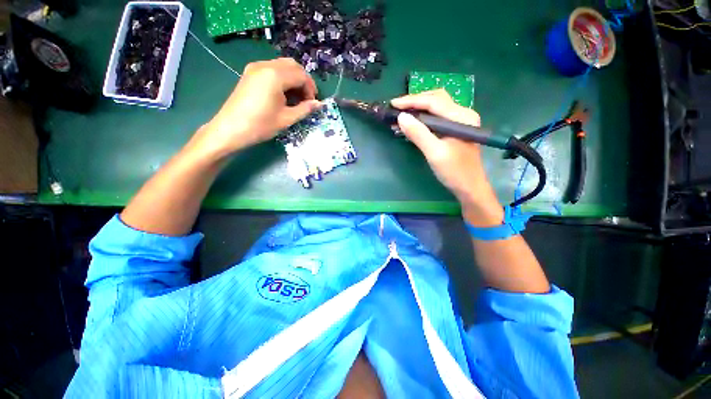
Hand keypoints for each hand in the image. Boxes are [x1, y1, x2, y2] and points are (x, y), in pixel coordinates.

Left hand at [194, 58, 322, 158]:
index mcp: (275, 76)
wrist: (230, 129)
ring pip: (282, 66)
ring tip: (296, 98)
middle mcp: (265, 65)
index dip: (310, 89)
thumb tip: (319, 104)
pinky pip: (272, 69)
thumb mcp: (287, 118)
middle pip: (292, 65)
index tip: (312, 103)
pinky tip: (283, 94)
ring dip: (293, 79)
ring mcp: (255, 67)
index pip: (301, 75)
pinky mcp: (250, 73)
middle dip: (303, 81)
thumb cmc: (261, 125)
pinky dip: (282, 78)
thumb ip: (305, 109)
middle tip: (307, 99)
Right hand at [391, 90, 501, 218]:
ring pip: (435, 108)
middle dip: (415, 102)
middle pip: (436, 100)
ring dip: (417, 110)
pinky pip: (436, 119)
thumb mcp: (434, 153)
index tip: (393, 104)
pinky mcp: (454, 130)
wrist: (469, 187)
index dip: (411, 101)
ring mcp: (459, 122)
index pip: (433, 102)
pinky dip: (422, 119)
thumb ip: (418, 134)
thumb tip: (401, 117)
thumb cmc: (454, 172)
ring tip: (400, 116)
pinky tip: (411, 125)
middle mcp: (462, 114)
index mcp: (461, 117)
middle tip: (396, 108)